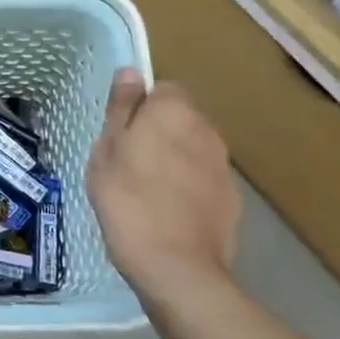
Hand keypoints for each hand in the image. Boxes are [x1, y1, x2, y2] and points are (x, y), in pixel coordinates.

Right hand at [87, 69, 239, 302]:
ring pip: (193, 150)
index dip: (140, 109)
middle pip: (180, 119)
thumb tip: (131, 72)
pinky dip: (188, 188)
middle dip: (159, 133)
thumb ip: (122, 108)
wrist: (176, 267)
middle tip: (127, 163)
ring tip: (146, 192)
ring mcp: (223, 166)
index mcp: (174, 111)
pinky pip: (203, 180)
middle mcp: (206, 130)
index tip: (121, 134)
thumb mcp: (107, 150)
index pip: (162, 90)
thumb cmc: (128, 200)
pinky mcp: (232, 199)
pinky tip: (168, 213)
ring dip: (174, 160)